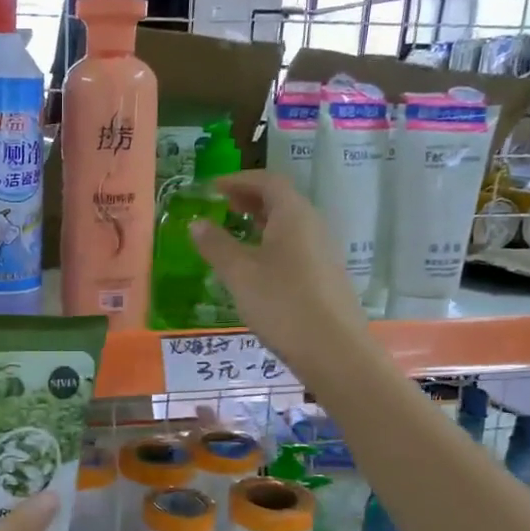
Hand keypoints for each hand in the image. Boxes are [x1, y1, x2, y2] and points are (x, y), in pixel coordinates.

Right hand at [190, 170, 369, 377]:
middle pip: (281, 200)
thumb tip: (196, 223)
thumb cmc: (282, 304)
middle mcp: (313, 225)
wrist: (333, 350)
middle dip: (250, 198)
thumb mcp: (239, 274)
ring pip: (289, 225)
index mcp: (293, 215)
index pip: (267, 181)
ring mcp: (323, 251)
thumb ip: (216, 245)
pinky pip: (295, 246)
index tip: (213, 188)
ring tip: (235, 234)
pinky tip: (257, 267)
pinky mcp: (325, 275)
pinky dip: (272, 244)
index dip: (238, 180)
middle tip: (223, 206)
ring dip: (261, 222)